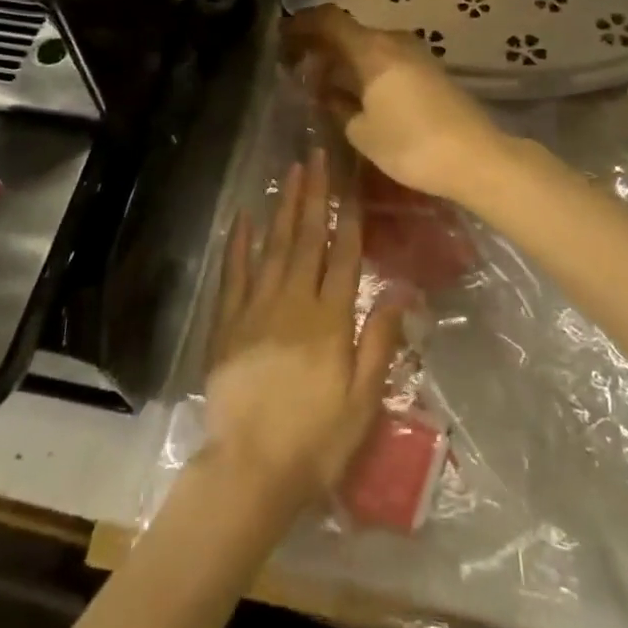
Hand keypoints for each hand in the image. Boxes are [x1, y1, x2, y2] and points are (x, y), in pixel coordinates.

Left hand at [204, 150, 404, 514]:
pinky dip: (238, 243)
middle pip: (307, 239)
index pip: (343, 256)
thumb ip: (380, 339)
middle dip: (314, 196)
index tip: (350, 184)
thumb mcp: (364, 399)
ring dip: (283, 207)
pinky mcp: (227, 323)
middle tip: (316, 157)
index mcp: (329, 319)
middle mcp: (293, 302)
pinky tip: (243, 217)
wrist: (250, 471)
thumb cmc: (316, 440)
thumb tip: (400, 289)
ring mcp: (255, 309)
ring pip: (272, 246)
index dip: (348, 217)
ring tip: (290, 172)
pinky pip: (233, 273)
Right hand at [283, 5, 514, 204]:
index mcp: (371, 49)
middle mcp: (394, 41)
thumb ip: (338, 106)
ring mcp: (416, 54)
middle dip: (321, 45)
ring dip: (344, 59)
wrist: (476, 158)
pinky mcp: (430, 71)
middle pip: (349, 31)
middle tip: (296, 66)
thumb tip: (327, 93)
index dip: (302, 24)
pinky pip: (387, 59)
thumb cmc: (411, 144)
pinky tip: (356, 93)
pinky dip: (365, 69)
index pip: (328, 19)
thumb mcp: (362, 132)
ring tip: (323, 83)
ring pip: (369, 46)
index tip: (282, 37)